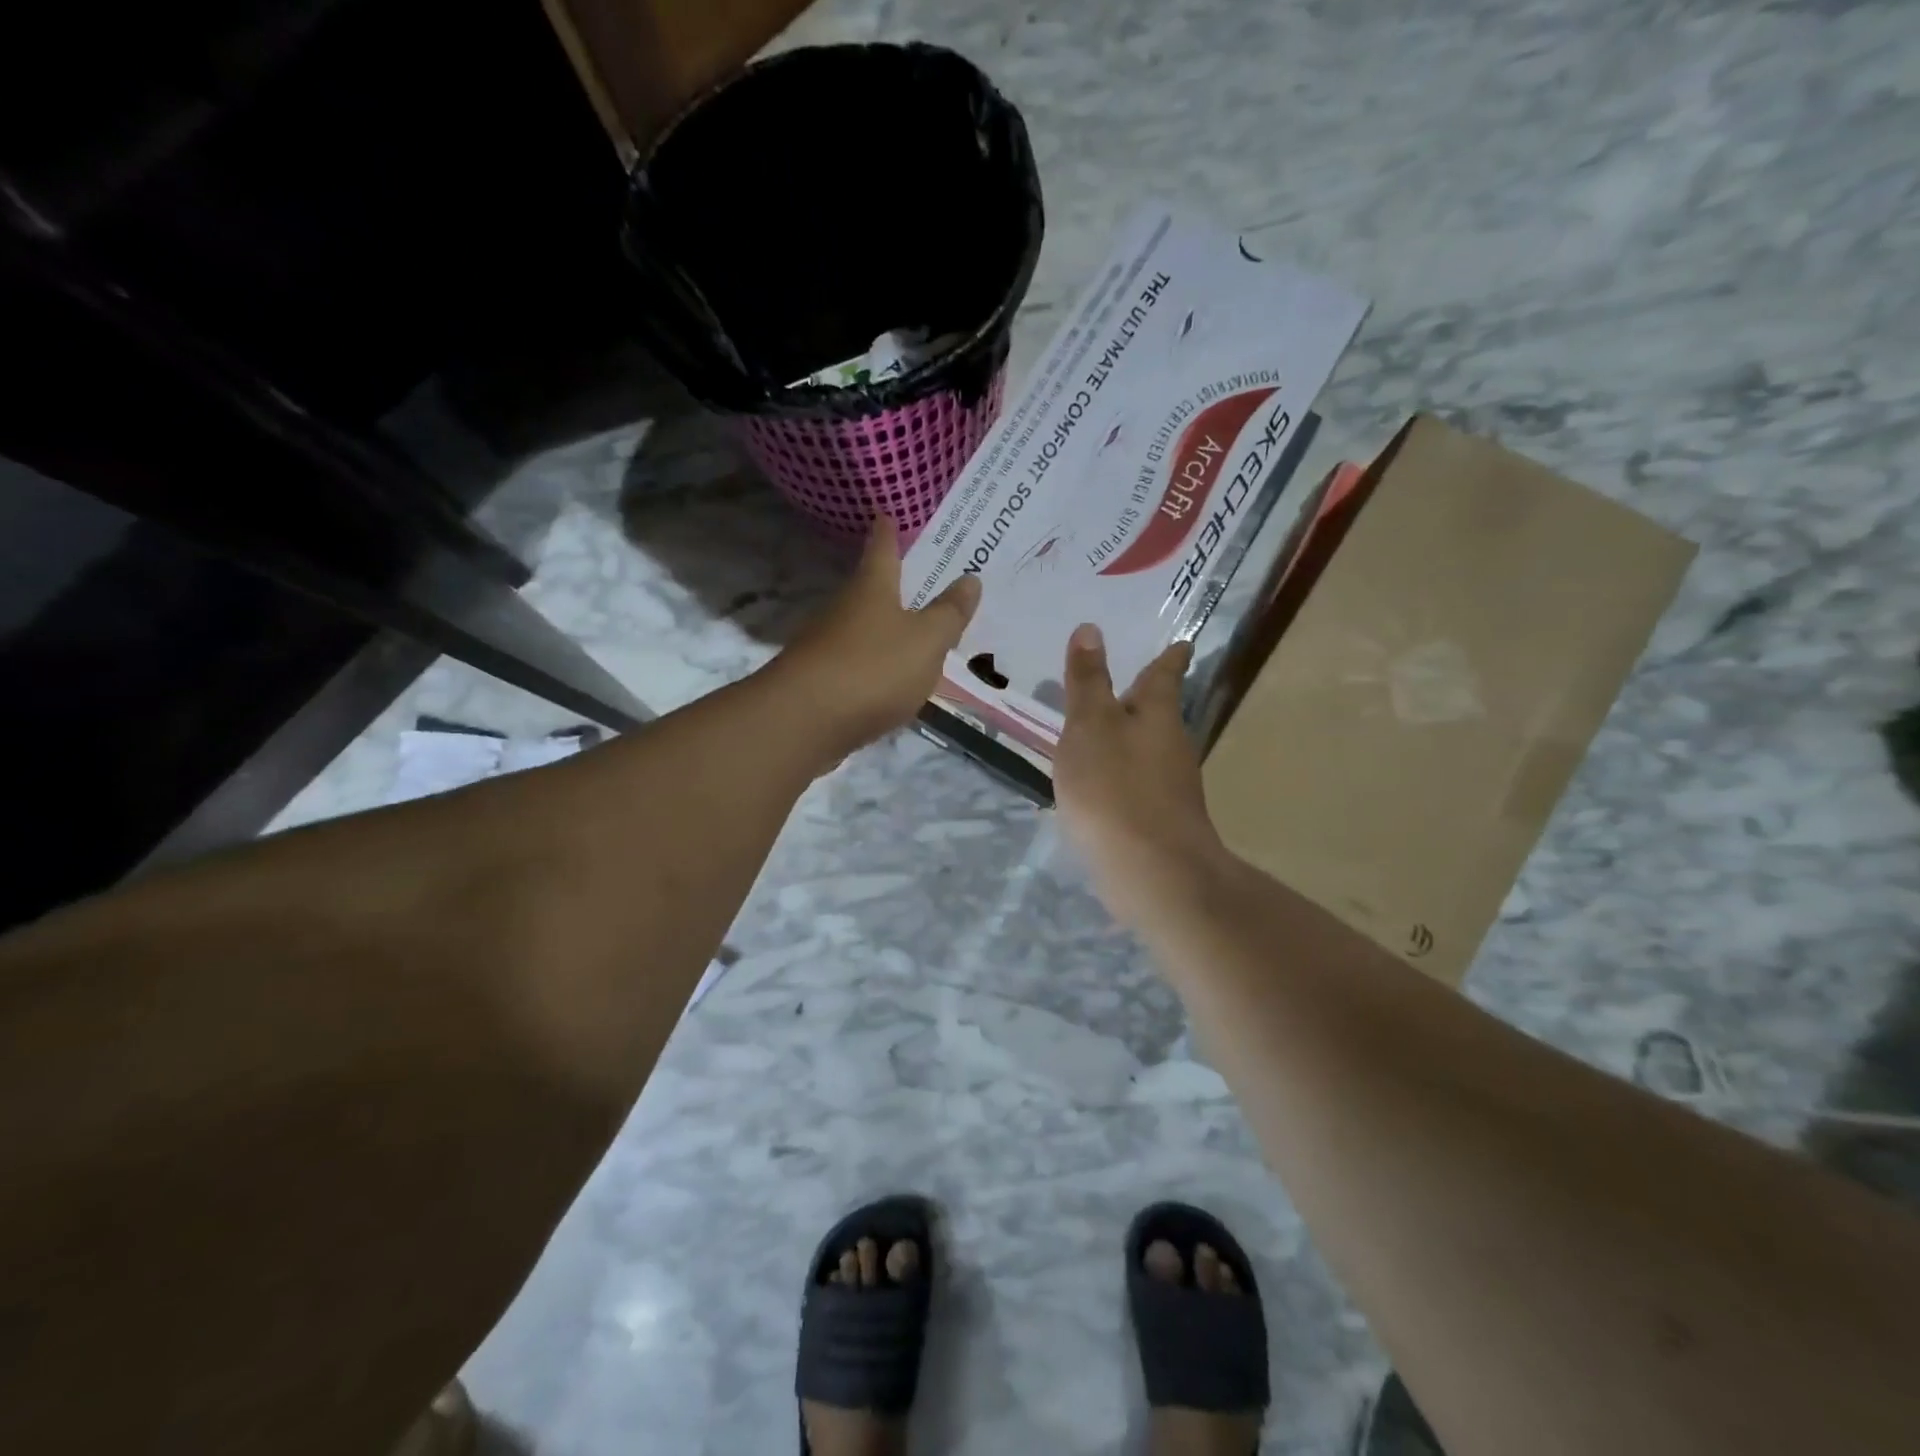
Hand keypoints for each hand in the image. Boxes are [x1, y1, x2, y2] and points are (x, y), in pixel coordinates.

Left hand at [772, 517, 981, 768]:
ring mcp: (825, 645)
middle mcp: (843, 608)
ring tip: (912, 635)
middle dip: (890, 585)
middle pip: (869, 589)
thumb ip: (949, 614)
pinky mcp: (818, 681)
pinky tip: (888, 681)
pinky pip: (854, 663)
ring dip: (882, 629)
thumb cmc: (873, 668)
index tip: (886, 514)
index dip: (887, 531)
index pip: (881, 548)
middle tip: (920, 580)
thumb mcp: (926, 641)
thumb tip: (971, 579)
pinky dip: (872, 665)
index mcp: (872, 588)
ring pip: (860, 628)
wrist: (804, 722)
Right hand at [1053, 624, 1227, 918]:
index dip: (1170, 656)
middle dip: (1142, 698)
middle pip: (1158, 713)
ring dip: (1127, 737)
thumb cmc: (1115, 787)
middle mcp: (1171, 745)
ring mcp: (1169, 786)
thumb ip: (1088, 681)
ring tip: (1100, 730)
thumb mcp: (1090, 725)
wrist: (1152, 872)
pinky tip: (1099, 783)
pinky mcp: (1158, 820)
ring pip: (1146, 749)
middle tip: (1122, 682)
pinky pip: (1136, 783)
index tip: (1181, 643)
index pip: (1165, 674)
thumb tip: (1091, 628)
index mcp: (1158, 714)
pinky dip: (1119, 774)